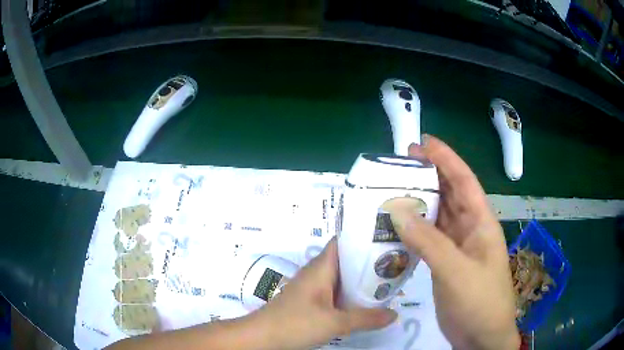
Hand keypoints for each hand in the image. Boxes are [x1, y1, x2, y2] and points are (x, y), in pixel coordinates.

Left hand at [250, 238, 396, 349]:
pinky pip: (336, 292)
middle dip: (370, 263)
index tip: (388, 240)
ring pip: (342, 278)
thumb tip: (394, 314)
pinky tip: (365, 303)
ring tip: (387, 283)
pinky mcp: (311, 302)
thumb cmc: (295, 323)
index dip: (364, 238)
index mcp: (321, 267)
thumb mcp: (335, 322)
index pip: (344, 241)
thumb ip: (366, 318)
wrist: (261, 337)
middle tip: (396, 264)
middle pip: (347, 260)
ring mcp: (313, 288)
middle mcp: (317, 273)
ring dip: (361, 281)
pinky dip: (351, 295)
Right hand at [384, 135, 519, 349]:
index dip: (446, 159)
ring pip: (439, 216)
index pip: (464, 181)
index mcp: (481, 223)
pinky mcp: (446, 263)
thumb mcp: (456, 271)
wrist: (481, 336)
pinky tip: (398, 225)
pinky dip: (415, 229)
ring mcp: (458, 247)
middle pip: (450, 194)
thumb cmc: (480, 300)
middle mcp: (470, 229)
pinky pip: (430, 238)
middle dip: (430, 174)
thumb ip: (429, 242)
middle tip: (402, 162)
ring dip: (421, 202)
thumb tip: (397, 211)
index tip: (423, 142)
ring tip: (395, 188)